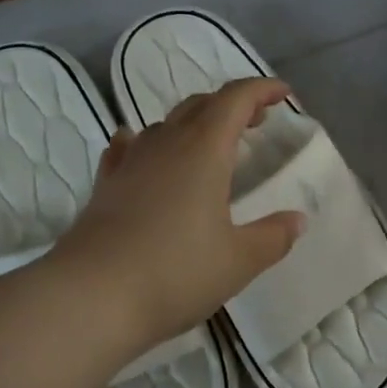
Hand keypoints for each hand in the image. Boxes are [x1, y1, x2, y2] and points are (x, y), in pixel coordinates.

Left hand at [55, 77, 306, 353]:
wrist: (89, 298)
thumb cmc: (175, 272)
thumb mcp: (238, 261)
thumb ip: (273, 237)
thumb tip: (297, 220)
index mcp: (204, 149)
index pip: (236, 99)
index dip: (262, 90)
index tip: (284, 94)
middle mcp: (166, 144)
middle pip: (201, 105)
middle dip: (232, 105)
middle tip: (256, 121)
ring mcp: (130, 162)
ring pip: (166, 124)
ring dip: (195, 123)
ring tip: (211, 144)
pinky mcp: (105, 185)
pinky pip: (130, 148)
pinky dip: (147, 142)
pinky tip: (143, 151)